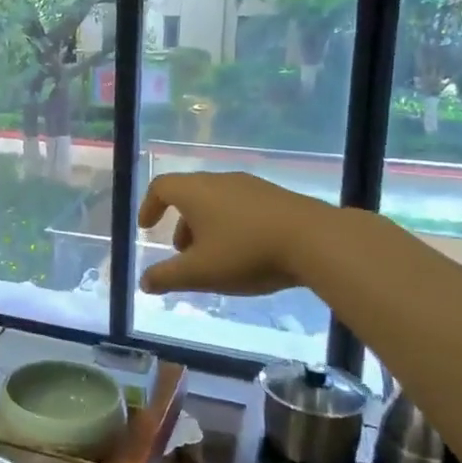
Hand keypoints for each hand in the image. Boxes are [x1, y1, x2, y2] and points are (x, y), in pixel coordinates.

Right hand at [137, 172, 329, 296]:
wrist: (317, 240)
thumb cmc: (247, 252)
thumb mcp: (200, 272)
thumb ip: (166, 277)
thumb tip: (144, 282)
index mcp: (196, 191)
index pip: (161, 187)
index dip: (148, 206)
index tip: (146, 228)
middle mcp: (220, 181)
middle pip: (190, 195)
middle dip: (180, 223)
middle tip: (181, 252)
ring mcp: (252, 186)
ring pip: (217, 201)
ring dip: (206, 226)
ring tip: (215, 258)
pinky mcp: (278, 197)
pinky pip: (242, 206)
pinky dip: (232, 225)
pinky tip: (247, 252)